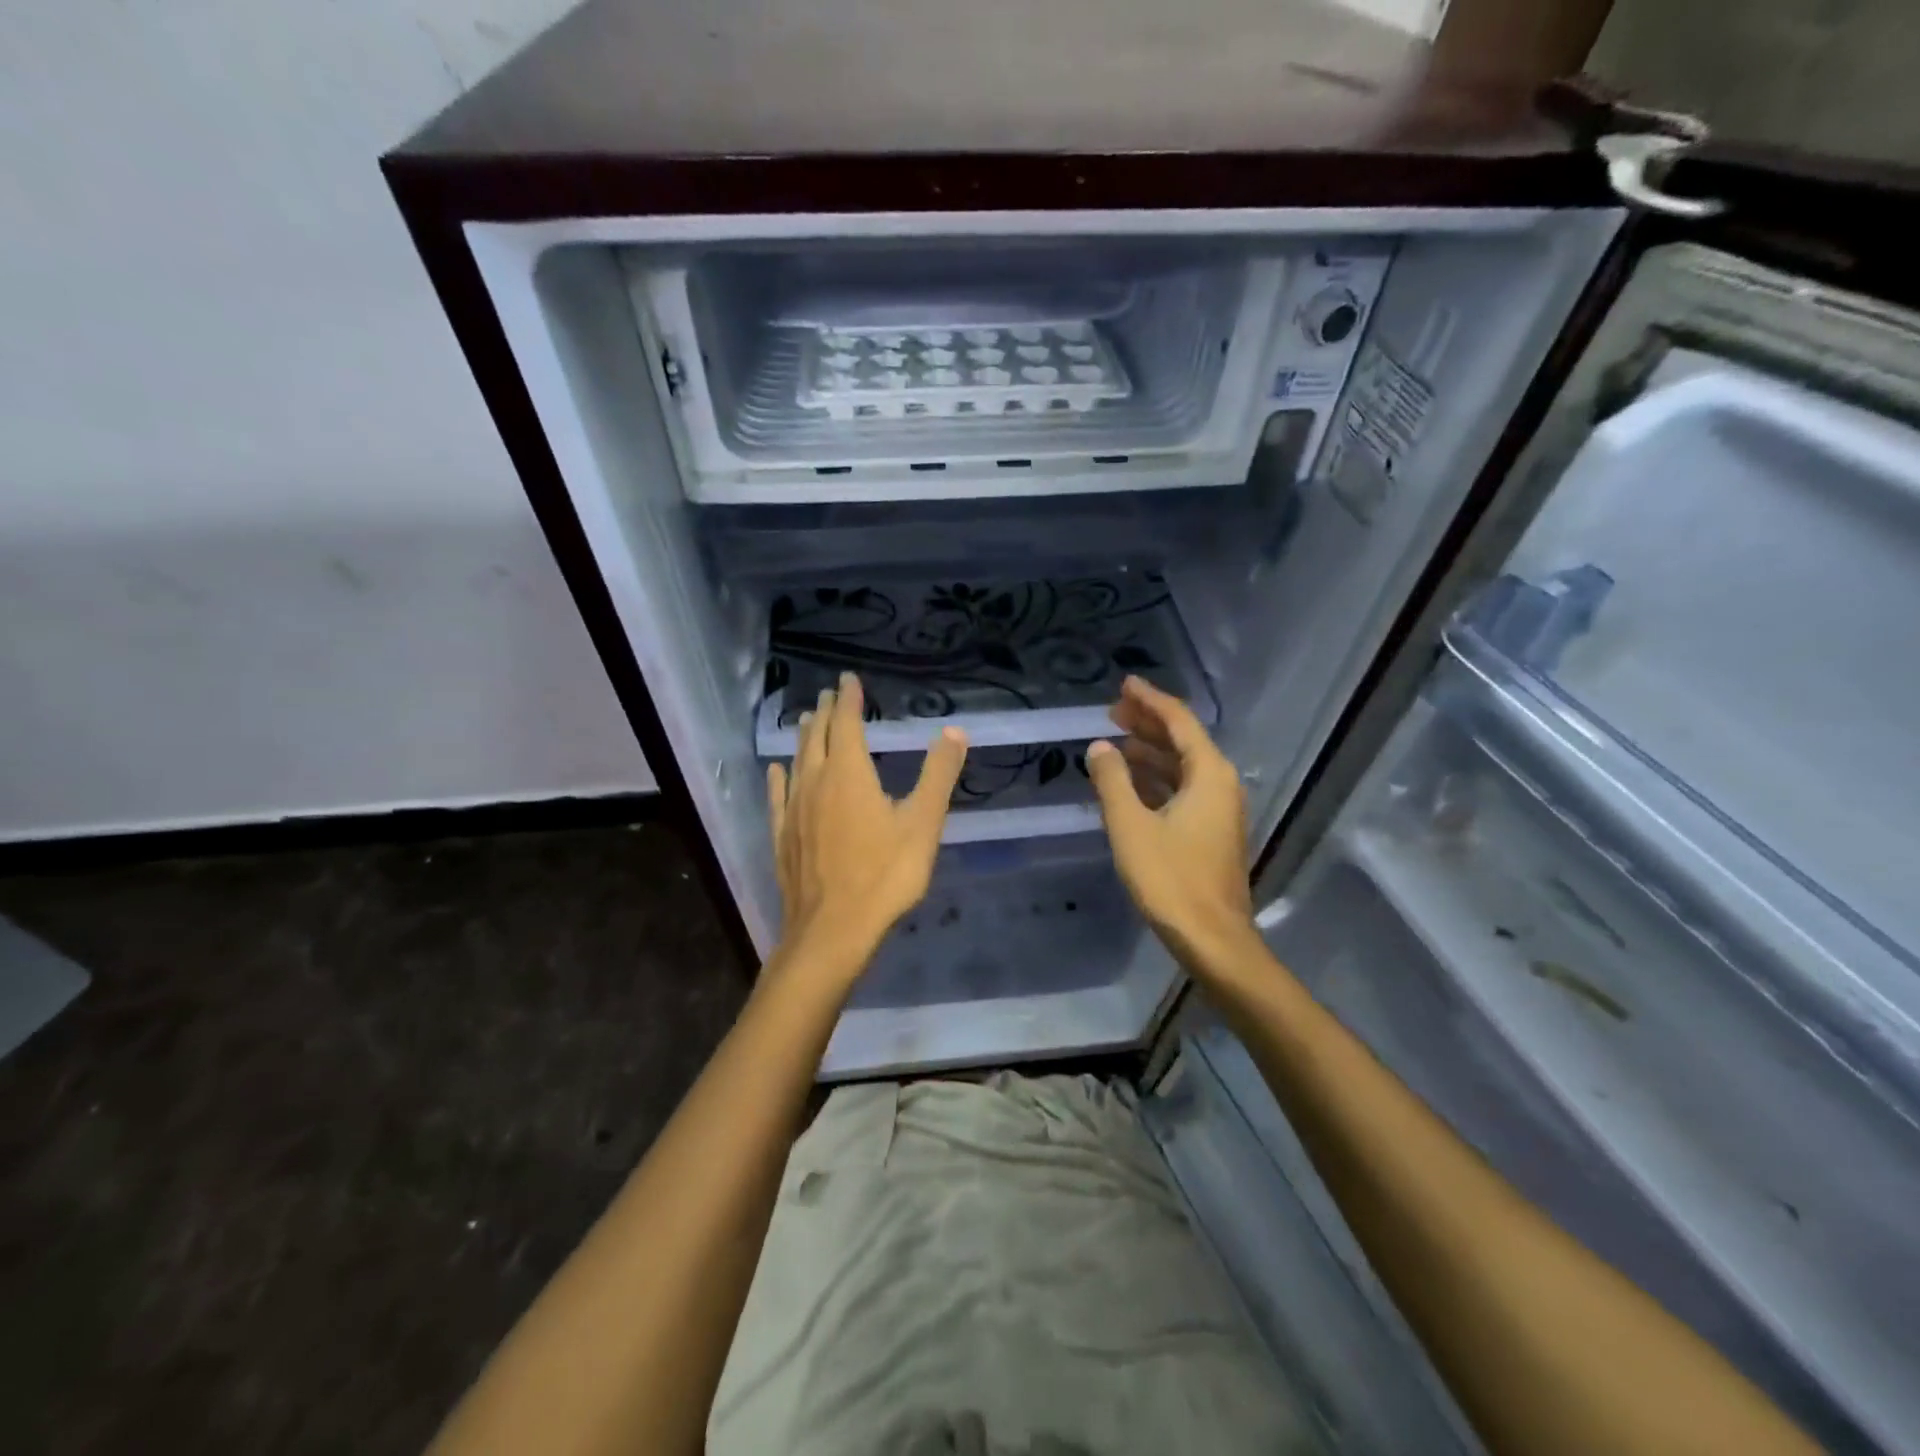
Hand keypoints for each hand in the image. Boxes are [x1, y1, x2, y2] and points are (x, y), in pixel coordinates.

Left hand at [767, 672, 967, 969]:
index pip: (848, 723)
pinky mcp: (783, 836)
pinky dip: (778, 777)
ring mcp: (795, 810)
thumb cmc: (884, 875)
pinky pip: (778, 796)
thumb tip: (955, 731)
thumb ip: (938, 775)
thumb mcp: (923, 824)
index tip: (848, 678)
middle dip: (826, 712)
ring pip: (798, 762)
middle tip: (828, 694)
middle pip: (819, 737)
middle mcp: (816, 782)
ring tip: (807, 720)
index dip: (850, 699)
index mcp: (850, 774)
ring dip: (804, 738)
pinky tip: (776, 771)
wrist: (832, 930)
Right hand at [1085, 676, 1254, 963]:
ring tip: (1115, 741)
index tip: (1124, 685)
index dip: (1150, 700)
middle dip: (1148, 723)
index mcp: (1208, 774)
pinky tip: (1130, 781)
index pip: (1178, 721)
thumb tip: (1100, 747)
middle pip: (1183, 740)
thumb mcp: (1130, 826)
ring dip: (1150, 751)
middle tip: (1112, 711)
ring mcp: (1219, 809)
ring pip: (1182, 766)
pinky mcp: (1211, 831)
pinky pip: (1182, 789)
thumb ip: (1112, 781)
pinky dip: (1156, 779)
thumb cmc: (1170, 879)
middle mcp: (1220, 784)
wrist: (1212, 938)